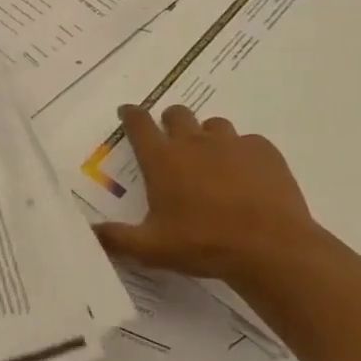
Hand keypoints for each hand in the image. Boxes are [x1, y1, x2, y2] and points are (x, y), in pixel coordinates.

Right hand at [93, 105, 319, 282]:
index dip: (131, 114)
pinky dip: (243, 153)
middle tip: (171, 142)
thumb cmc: (203, 244)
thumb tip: (89, 232)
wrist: (271, 248)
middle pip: (176, 113)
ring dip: (207, 136)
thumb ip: (116, 238)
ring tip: (211, 161)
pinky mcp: (265, 152)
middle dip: (169, 121)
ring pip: (214, 125)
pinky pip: (249, 142)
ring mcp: (232, 144)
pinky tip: (247, 176)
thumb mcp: (151, 248)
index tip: (127, 112)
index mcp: (162, 159)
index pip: (139, 123)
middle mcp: (194, 142)